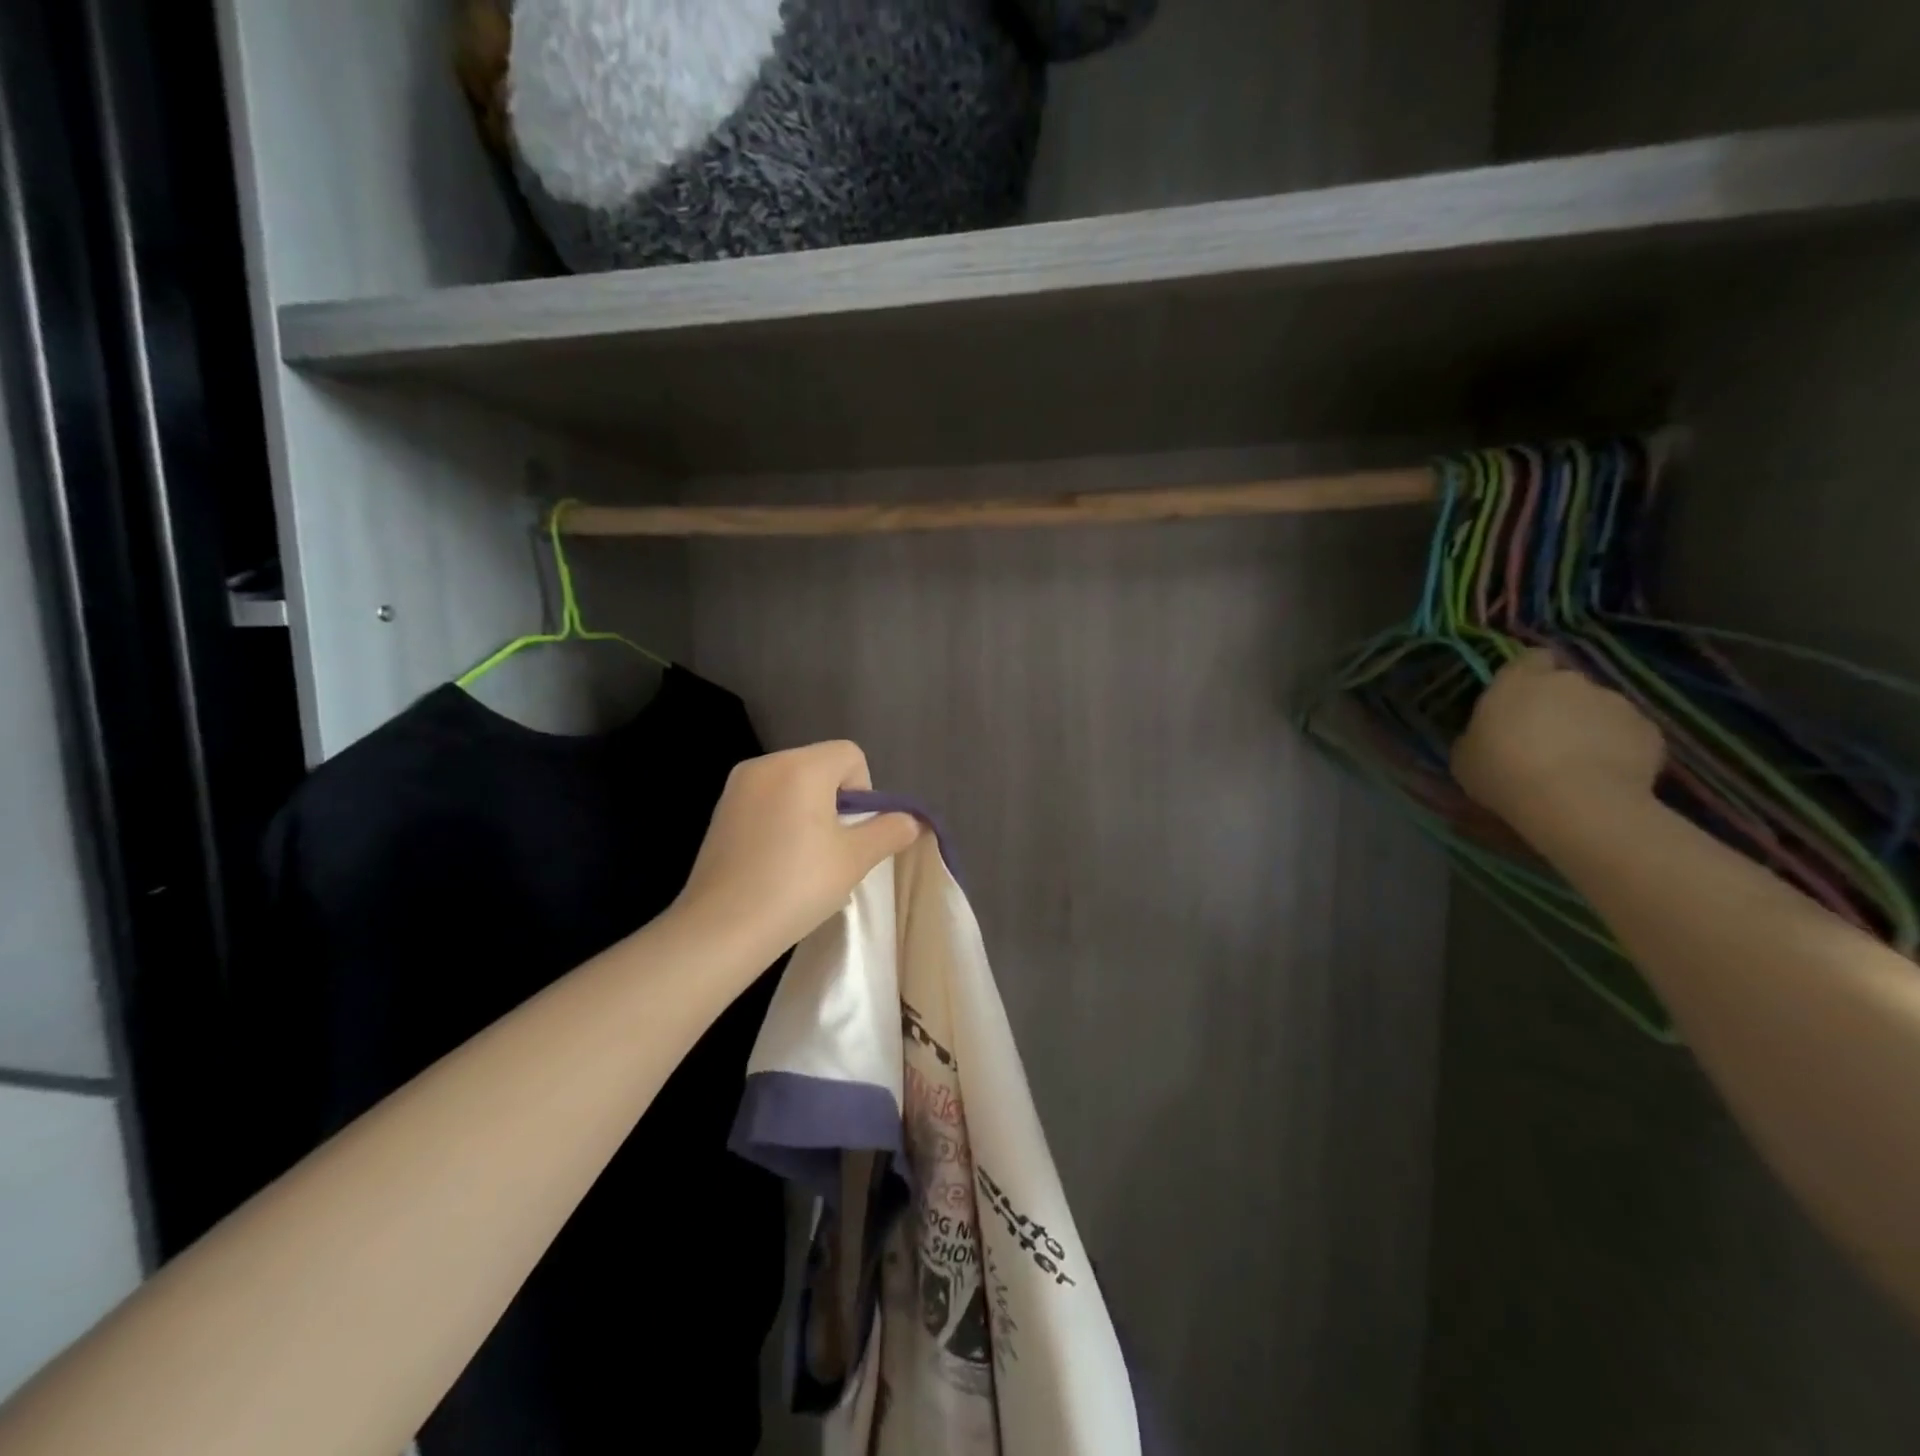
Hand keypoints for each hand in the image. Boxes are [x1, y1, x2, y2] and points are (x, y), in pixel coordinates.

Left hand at [672, 741, 919, 961]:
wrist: (721, 929)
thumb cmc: (796, 886)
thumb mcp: (854, 859)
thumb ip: (888, 831)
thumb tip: (910, 820)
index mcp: (800, 766)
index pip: (849, 754)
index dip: (864, 789)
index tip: (852, 831)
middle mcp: (766, 764)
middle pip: (820, 765)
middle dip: (836, 800)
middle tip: (833, 848)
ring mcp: (737, 787)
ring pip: (793, 783)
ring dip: (809, 810)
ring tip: (804, 858)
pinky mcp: (720, 811)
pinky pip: (766, 800)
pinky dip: (781, 819)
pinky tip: (776, 861)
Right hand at [1451, 649, 1665, 834]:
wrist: (1575, 802)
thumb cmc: (1503, 773)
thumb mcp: (1465, 756)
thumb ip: (1479, 734)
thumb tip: (1489, 735)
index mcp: (1518, 682)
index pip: (1529, 659)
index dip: (1528, 676)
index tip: (1521, 699)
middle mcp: (1569, 682)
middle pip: (1566, 686)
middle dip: (1559, 705)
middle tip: (1545, 739)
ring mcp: (1615, 703)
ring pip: (1600, 709)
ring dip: (1589, 727)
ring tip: (1578, 763)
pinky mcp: (1650, 730)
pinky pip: (1629, 735)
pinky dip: (1619, 748)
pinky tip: (1606, 776)